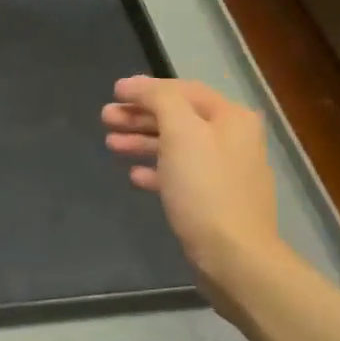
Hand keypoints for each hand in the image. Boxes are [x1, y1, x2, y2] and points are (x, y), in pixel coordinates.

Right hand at [103, 76, 280, 313]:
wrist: (234, 256)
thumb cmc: (205, 189)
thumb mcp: (181, 133)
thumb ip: (160, 100)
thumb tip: (137, 84)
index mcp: (230, 118)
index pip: (183, 90)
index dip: (146, 89)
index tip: (114, 92)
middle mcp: (232, 139)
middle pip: (179, 118)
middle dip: (141, 115)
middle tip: (105, 117)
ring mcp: (224, 172)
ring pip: (176, 147)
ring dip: (143, 141)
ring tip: (111, 143)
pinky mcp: (213, 200)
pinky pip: (180, 175)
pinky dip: (156, 170)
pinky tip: (134, 175)